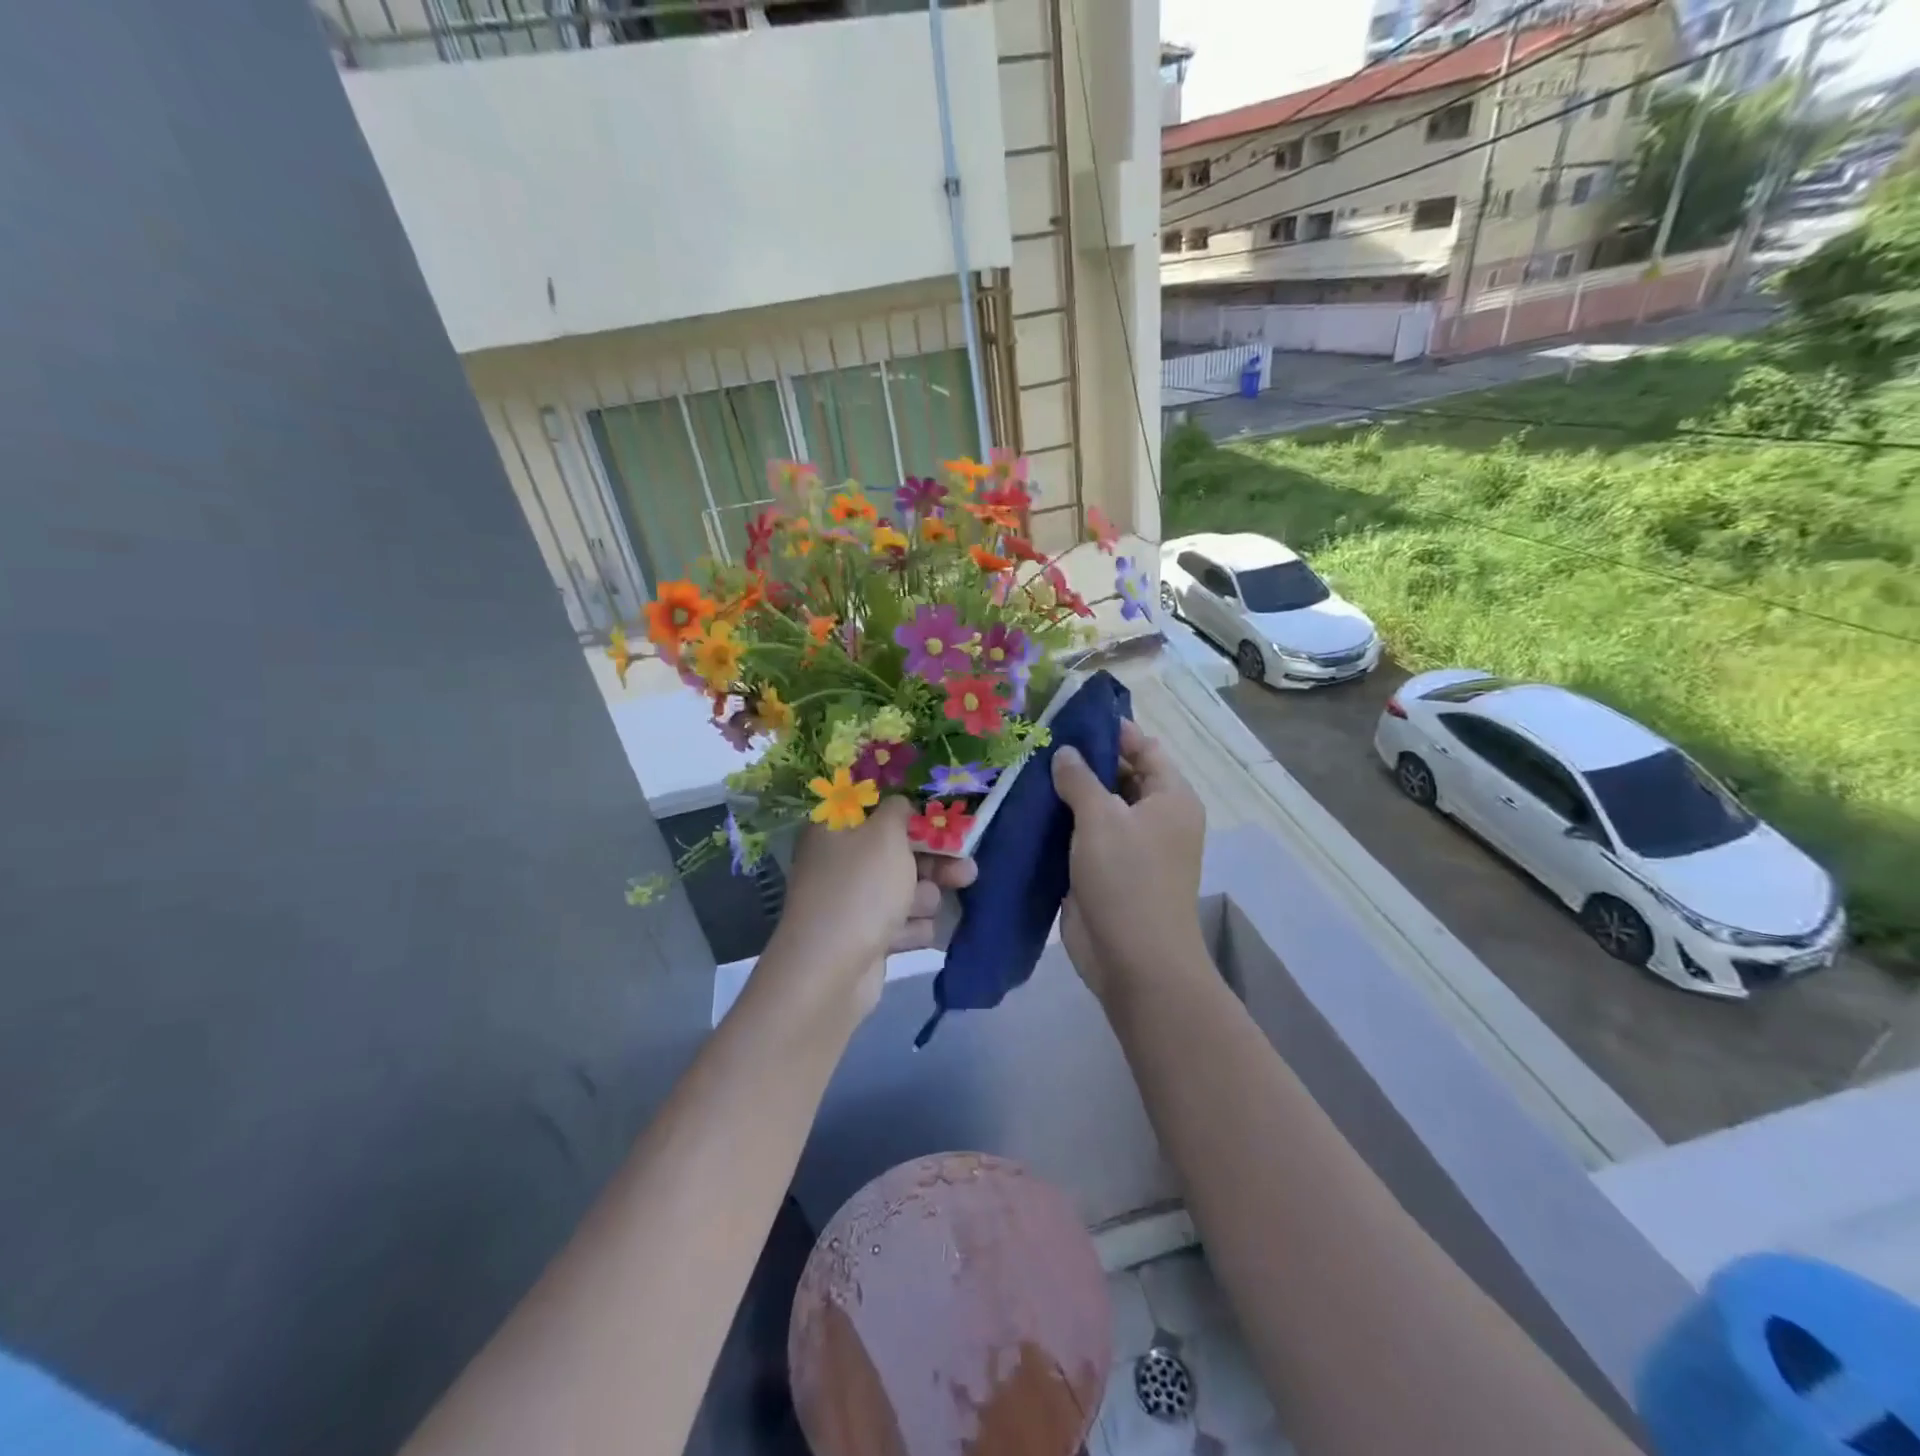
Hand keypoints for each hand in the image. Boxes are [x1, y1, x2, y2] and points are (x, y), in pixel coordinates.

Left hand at [768, 797, 977, 1020]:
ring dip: (924, 897)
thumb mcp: (885, 835)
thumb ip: (900, 811)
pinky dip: (911, 928)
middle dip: (934, 862)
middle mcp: (839, 863)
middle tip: (967, 869)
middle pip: (896, 853)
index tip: (944, 821)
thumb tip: (900, 806)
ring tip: (926, 907)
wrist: (832, 970)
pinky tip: (918, 933)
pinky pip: (899, 924)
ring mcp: (851, 903)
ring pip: (903, 890)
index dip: (911, 815)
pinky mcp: (864, 938)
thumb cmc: (861, 888)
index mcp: (834, 831)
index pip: (876, 812)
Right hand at [1051, 721, 1206, 1004]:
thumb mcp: (1102, 819)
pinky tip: (1027, 808)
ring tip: (1024, 768)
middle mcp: (1154, 818)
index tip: (1071, 717)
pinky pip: (1083, 837)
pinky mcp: (1104, 872)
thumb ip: (1081, 780)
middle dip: (1084, 761)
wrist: (1134, 960)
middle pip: (1120, 776)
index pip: (1145, 748)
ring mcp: (1129, 847)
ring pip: (1098, 808)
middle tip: (1038, 741)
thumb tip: (1066, 753)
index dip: (1113, 731)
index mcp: (1170, 798)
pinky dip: (1061, 824)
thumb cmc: (1128, 880)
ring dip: (1067, 794)